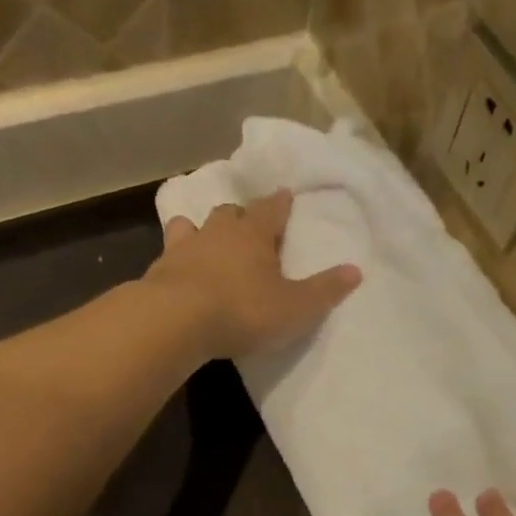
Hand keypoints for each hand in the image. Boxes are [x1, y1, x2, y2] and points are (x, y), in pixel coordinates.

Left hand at [144, 190, 360, 360]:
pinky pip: (168, 254)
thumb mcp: (295, 307)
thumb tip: (356, 270)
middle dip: (241, 215)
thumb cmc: (244, 310)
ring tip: (205, 238)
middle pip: (231, 212)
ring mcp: (183, 248)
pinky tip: (177, 269)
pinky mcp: (158, 270)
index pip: (272, 209)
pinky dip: (176, 257)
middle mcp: (218, 232)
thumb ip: (325, 290)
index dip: (280, 203)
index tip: (285, 195)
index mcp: (254, 234)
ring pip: (192, 225)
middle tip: (248, 223)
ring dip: (201, 229)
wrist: (176, 320)